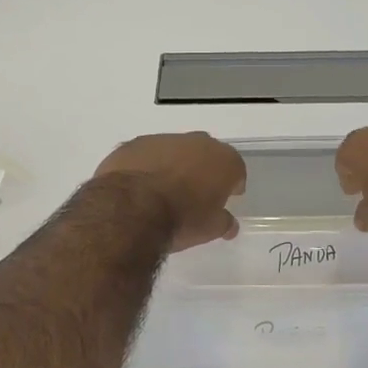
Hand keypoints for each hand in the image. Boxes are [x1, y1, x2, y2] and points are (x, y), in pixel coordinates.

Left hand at [94, 133, 245, 251]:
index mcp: (223, 160)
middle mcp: (197, 142)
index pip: (236, 169)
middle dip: (203, 170)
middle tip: (196, 193)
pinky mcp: (135, 143)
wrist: (132, 209)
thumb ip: (223, 222)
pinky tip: (139, 186)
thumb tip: (229, 224)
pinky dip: (147, 166)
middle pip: (206, 154)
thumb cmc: (182, 219)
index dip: (232, 184)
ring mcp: (164, 139)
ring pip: (175, 150)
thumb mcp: (210, 229)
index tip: (226, 197)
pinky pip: (148, 154)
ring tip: (164, 190)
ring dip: (173, 165)